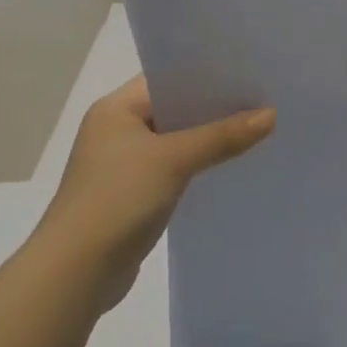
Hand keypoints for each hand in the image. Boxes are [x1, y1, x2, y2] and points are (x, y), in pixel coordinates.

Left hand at [43, 77, 275, 309]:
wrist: (76, 272)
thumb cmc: (117, 199)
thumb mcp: (174, 160)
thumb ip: (223, 136)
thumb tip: (271, 114)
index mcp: (116, 109)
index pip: (167, 79)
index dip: (207, 75)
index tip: (248, 73)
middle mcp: (116, 130)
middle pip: (174, 109)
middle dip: (214, 108)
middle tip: (262, 100)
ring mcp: (123, 164)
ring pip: (176, 141)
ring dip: (208, 139)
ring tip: (255, 130)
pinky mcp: (132, 195)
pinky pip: (173, 169)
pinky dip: (198, 166)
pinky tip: (229, 167)